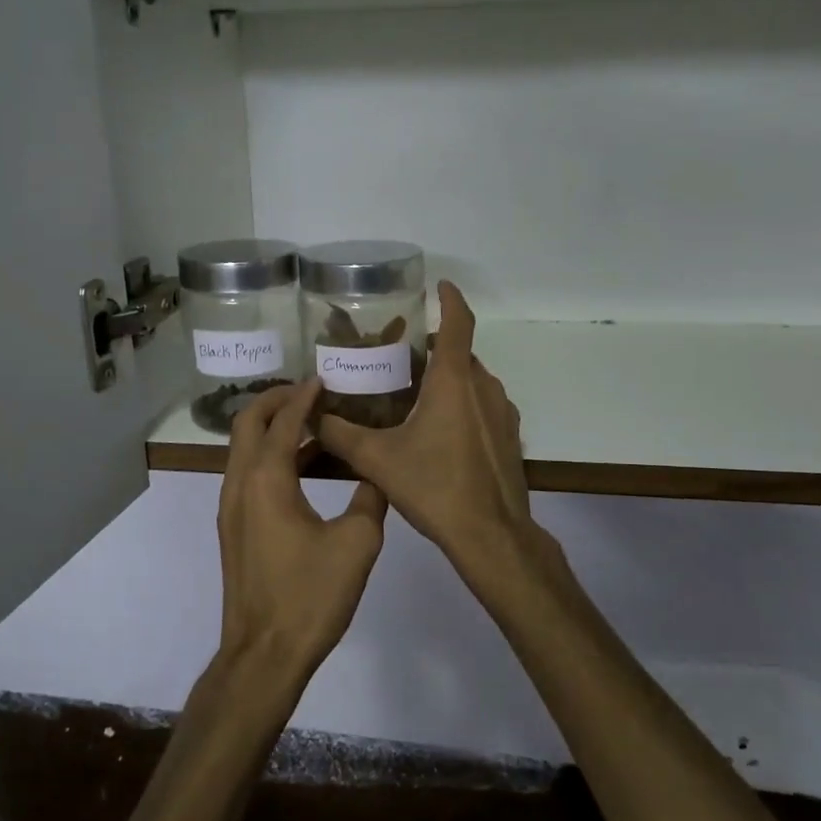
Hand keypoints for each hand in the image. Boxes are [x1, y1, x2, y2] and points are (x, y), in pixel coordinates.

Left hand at [215, 380, 387, 691]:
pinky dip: (269, 456)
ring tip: (311, 423)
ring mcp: (231, 507)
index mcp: (266, 479)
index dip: (303, 396)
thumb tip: (378, 474)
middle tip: (309, 392)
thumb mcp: (357, 543)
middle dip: (275, 401)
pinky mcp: (234, 528)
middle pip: (247, 423)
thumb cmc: (310, 596)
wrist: (264, 654)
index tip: (324, 379)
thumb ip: (370, 497)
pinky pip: (247, 474)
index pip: (282, 420)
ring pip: (243, 449)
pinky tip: (303, 468)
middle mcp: (239, 484)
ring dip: (271, 428)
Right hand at [316, 283, 543, 587]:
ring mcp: (502, 412)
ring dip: (449, 379)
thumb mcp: (378, 460)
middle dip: (435, 348)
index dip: (450, 299)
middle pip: (461, 353)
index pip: (458, 323)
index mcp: (453, 381)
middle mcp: (483, 387)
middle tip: (401, 357)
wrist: (491, 535)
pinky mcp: (510, 437)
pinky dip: (464, 404)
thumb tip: (311, 416)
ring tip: (415, 394)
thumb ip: (340, 435)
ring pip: (473, 381)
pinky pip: (484, 406)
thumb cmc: (435, 487)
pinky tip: (440, 432)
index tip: (439, 285)